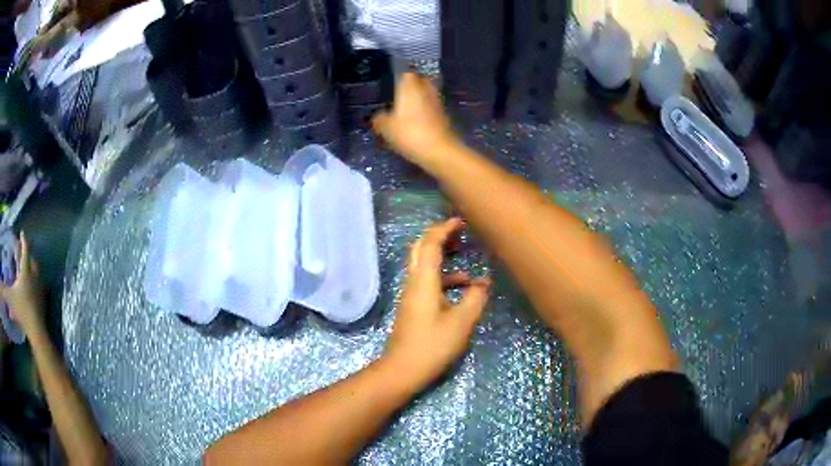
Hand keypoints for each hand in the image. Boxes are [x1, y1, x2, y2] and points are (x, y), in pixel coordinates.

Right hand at [0, 233, 44, 336]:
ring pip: (36, 272)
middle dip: (27, 253)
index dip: (23, 241)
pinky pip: (38, 286)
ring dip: (31, 267)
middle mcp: (33, 277)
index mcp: (26, 272)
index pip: (25, 250)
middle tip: (23, 249)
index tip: (22, 233)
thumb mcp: (10, 298)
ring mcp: (39, 289)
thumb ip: (3, 290)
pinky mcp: (42, 301)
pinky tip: (31, 287)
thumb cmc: (22, 311)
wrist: (37, 331)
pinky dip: (34, 282)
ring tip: (26, 266)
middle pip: (31, 260)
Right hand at [372, 72, 458, 164]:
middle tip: (398, 91)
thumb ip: (379, 119)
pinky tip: (415, 119)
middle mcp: (425, 89)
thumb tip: (377, 117)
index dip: (398, 72)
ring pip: (426, 93)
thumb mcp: (386, 128)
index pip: (406, 71)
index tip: (391, 77)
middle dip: (410, 84)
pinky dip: (424, 109)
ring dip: (418, 97)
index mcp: (410, 87)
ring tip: (405, 106)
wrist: (440, 151)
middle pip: (419, 79)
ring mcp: (436, 102)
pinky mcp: (443, 115)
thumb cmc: (410, 133)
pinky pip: (431, 106)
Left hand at [384, 218, 490, 388]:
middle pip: (422, 250)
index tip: (460, 221)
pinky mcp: (413, 307)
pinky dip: (445, 280)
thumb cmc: (432, 344)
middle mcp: (414, 282)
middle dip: (440, 238)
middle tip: (461, 234)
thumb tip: (484, 283)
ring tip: (469, 265)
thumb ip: (475, 298)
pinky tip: (463, 291)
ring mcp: (411, 295)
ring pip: (425, 267)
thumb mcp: (461, 322)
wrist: (403, 369)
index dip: (444, 229)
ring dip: (444, 261)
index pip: (430, 243)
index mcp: (424, 280)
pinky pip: (428, 283)